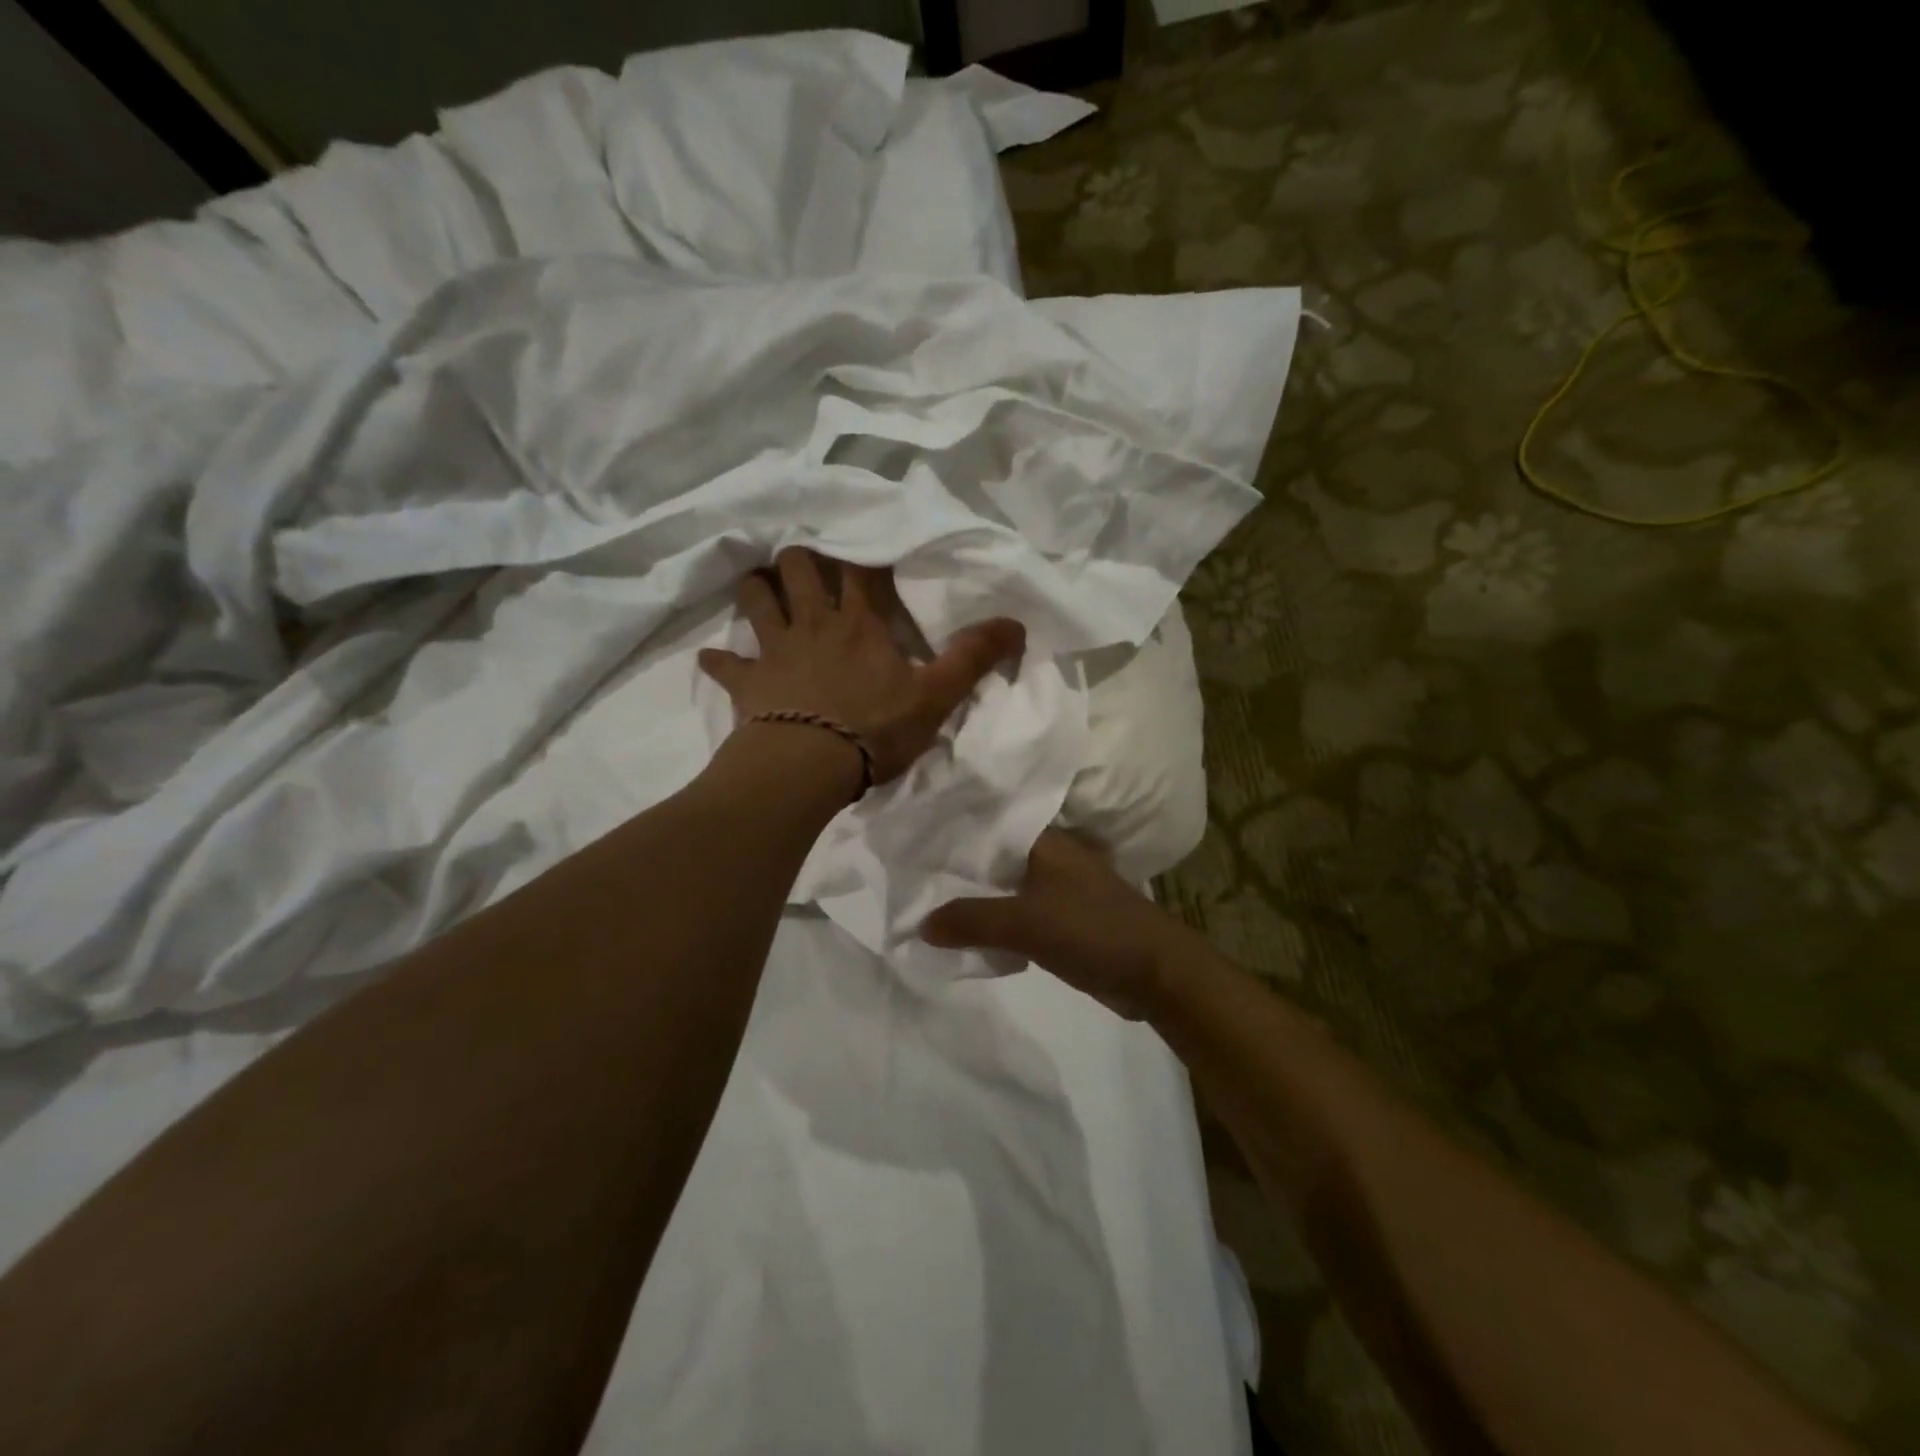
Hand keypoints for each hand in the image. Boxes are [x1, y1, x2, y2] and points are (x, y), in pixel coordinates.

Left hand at [698, 548, 1024, 786]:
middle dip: (799, 557)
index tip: (862, 540)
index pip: (860, 570)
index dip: (861, 552)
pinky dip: (719, 660)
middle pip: (797, 567)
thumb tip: (1017, 623)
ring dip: (756, 589)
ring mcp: (774, 650)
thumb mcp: (936, 696)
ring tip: (760, 588)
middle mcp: (813, 624)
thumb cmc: (875, 729)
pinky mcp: (747, 682)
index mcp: (859, 623)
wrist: (808, 766)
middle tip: (805, 561)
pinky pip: (724, 664)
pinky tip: (714, 659)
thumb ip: (973, 658)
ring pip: (755, 599)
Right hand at [921, 829, 1199, 1019]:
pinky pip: (1018, 912)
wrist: (1156, 972)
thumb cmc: (1093, 930)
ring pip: (1004, 885)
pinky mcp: (1064, 918)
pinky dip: (995, 918)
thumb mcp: (1026, 923)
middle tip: (908, 870)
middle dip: (957, 865)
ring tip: (926, 897)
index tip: (911, 833)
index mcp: (1045, 840)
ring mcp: (1059, 887)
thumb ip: (972, 920)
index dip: (951, 827)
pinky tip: (966, 928)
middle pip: (993, 855)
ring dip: (975, 894)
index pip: (987, 822)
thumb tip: (921, 924)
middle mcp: (1050, 855)